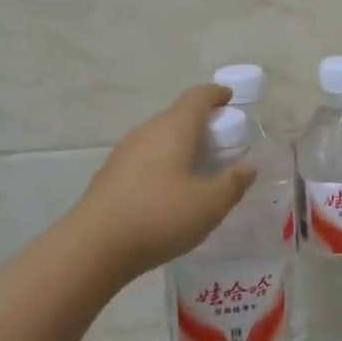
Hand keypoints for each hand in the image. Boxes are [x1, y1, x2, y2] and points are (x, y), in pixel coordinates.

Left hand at [66, 84, 256, 282]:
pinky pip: (144, 157)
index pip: (198, 96)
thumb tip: (248, 166)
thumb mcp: (210, 204)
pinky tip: (168, 191)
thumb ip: (233, 183)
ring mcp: (124, 151)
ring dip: (180, 144)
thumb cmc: (160, 216)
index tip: (230, 99)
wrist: (94, 246)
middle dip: (201, 123)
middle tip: (221, 142)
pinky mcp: (110, 174)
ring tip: (197, 168)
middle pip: (178, 115)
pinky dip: (162, 163)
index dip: (216, 94)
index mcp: (175, 128)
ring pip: (159, 137)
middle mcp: (148, 131)